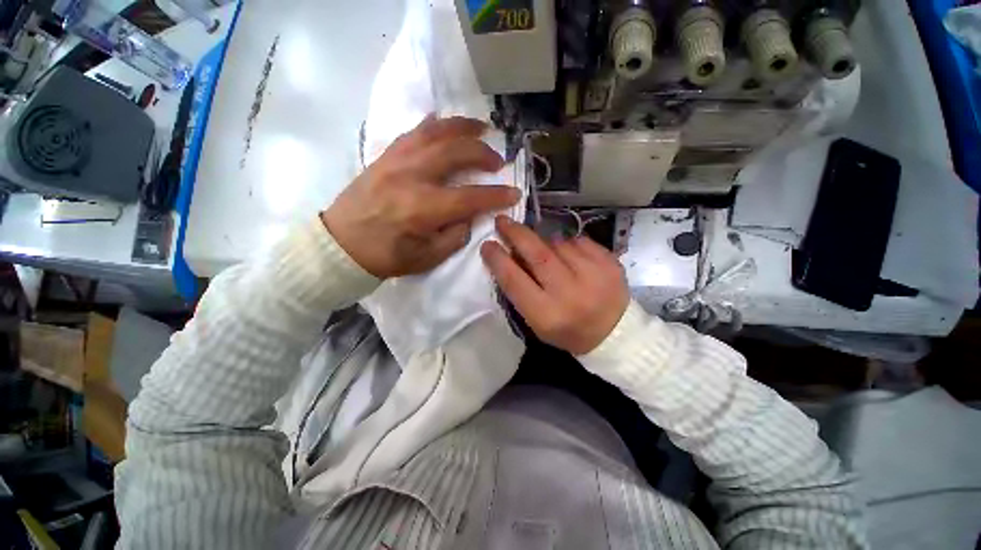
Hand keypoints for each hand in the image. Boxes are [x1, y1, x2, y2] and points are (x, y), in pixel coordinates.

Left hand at [322, 116, 519, 277]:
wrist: (340, 245)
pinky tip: (445, 123)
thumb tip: (470, 215)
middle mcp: (412, 177)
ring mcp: (396, 161)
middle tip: (498, 161)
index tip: (514, 193)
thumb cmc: (386, 257)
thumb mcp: (427, 257)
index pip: (471, 197)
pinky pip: (413, 132)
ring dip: (462, 127)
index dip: (496, 195)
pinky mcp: (384, 156)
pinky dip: (434, 125)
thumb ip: (455, 235)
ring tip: (481, 128)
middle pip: (456, 152)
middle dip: (484, 153)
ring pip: (435, 132)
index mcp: (423, 208)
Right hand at [481, 216, 629, 354]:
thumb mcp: (537, 321)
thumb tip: (510, 254)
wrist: (615, 334)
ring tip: (547, 251)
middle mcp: (570, 294)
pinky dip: (569, 244)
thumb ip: (521, 290)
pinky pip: (579, 241)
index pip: (514, 281)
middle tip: (502, 221)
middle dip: (517, 234)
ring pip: (558, 244)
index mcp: (547, 315)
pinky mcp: (611, 263)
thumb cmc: (567, 330)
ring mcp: (594, 276)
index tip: (487, 244)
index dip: (497, 259)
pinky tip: (570, 256)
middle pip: (537, 255)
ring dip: (546, 242)